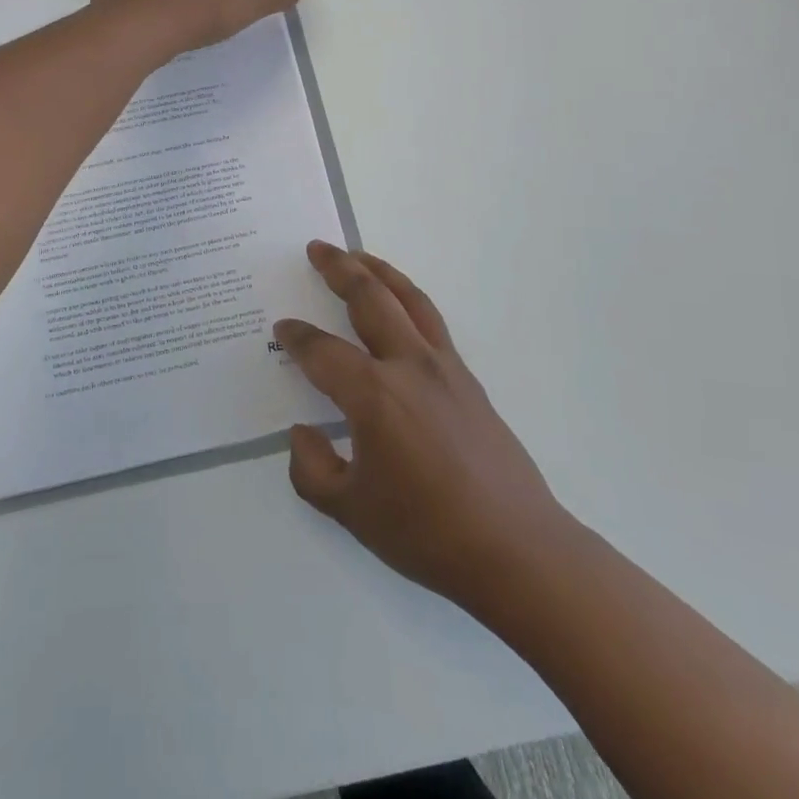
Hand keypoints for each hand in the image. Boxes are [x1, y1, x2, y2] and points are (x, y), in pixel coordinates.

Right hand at [279, 242, 571, 613]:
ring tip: (356, 255)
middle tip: (317, 248)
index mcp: (374, 395)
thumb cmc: (427, 533)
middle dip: (339, 268)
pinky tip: (399, 304)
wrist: (516, 549)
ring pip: (407, 298)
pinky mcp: (467, 378)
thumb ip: (312, 469)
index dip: (297, 338)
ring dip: (378, 270)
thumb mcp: (351, 512)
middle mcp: (408, 365)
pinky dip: (408, 297)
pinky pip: (431, 320)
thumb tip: (303, 432)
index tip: (282, 329)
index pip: (322, 351)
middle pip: (369, 298)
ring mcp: (444, 367)